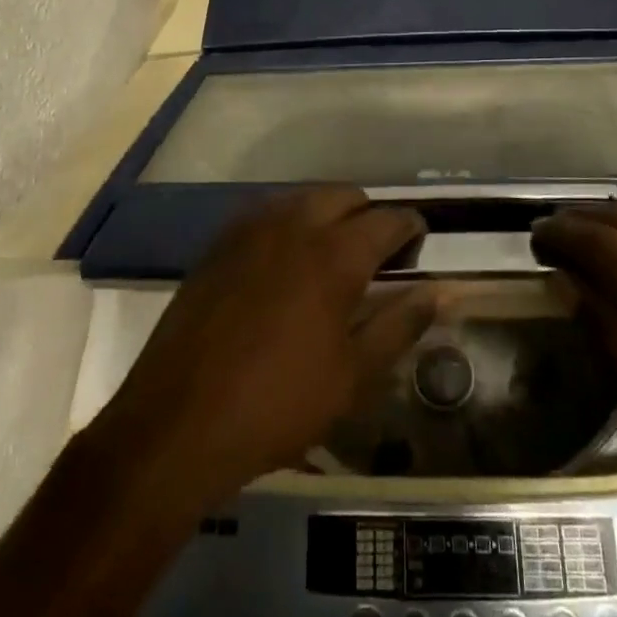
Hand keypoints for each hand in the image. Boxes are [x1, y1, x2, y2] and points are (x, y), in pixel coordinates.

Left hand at [87, 189, 437, 509]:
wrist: (178, 421)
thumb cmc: (278, 404)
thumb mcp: (353, 376)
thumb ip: (400, 325)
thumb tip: (437, 292)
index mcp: (335, 254)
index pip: (388, 219)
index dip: (411, 226)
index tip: (419, 243)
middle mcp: (294, 224)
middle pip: (346, 195)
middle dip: (369, 216)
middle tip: (376, 256)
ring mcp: (251, 229)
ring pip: (304, 198)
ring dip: (328, 215)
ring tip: (332, 257)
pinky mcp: (220, 243)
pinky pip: (268, 213)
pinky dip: (290, 224)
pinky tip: (286, 264)